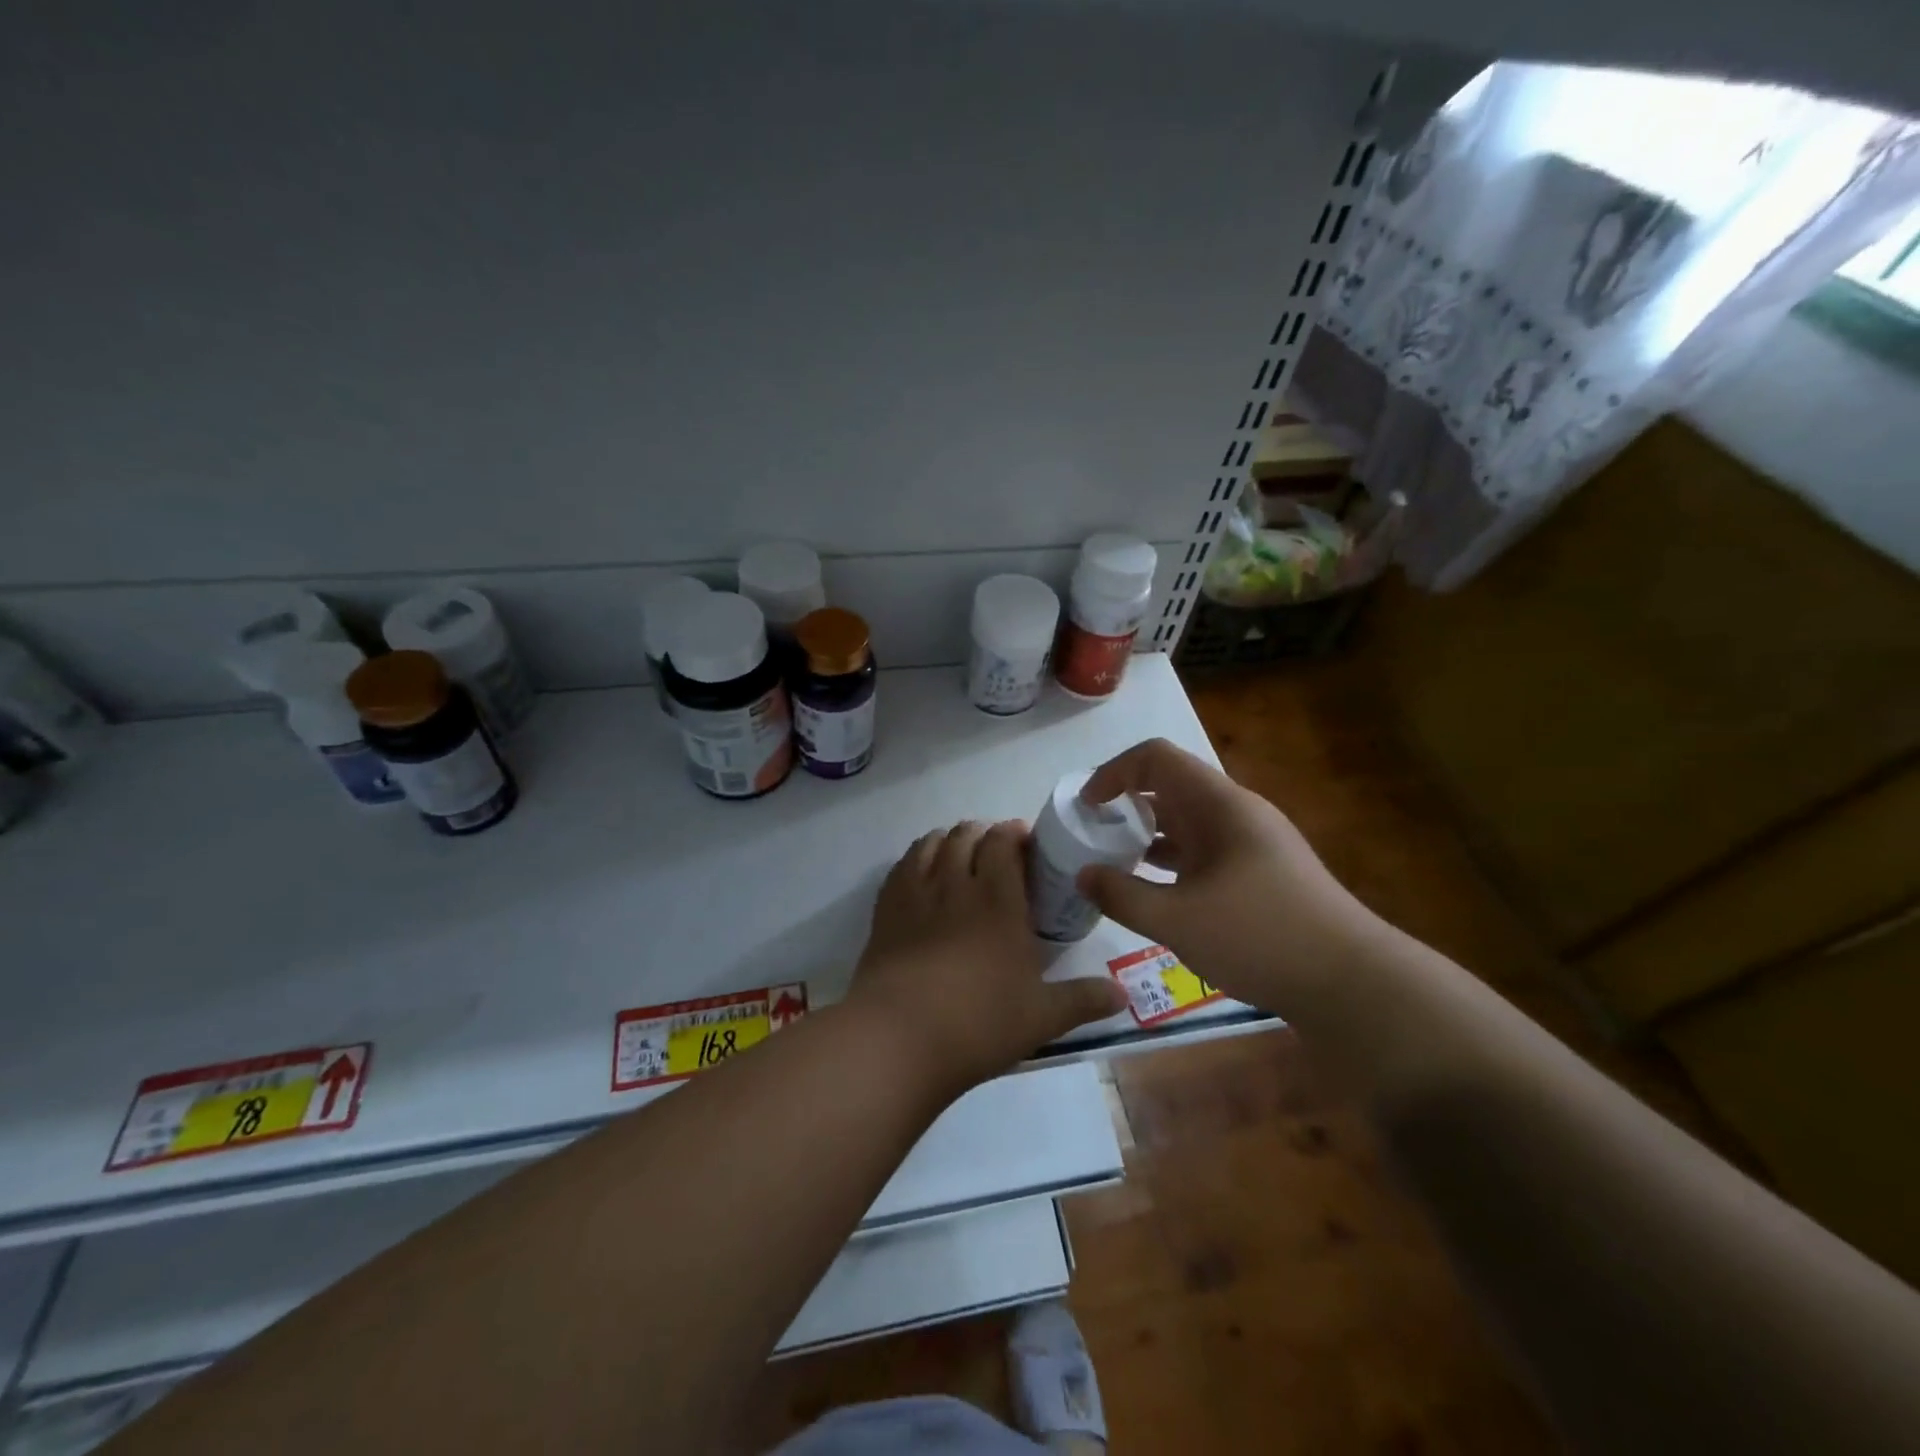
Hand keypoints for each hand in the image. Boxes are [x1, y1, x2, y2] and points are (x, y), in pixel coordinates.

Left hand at [849, 820, 1126, 1092]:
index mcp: (998, 899)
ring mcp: (915, 893)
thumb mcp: (1042, 1017)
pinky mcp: (885, 910)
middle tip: (995, 855)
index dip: (1013, 832)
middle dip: (982, 834)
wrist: (899, 1037)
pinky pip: (901, 866)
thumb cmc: (979, 1022)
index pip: (1002, 841)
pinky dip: (916, 858)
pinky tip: (922, 875)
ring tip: (958, 857)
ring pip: (930, 843)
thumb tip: (1122, 996)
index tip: (1025, 844)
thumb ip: (1084, 1000)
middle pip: (965, 834)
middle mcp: (955, 884)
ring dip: (948, 840)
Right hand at [1077, 739, 1381, 1010]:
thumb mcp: (1177, 920)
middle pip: (1170, 786)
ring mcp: (1251, 843)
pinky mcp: (1260, 873)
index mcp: (1219, 805)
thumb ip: (1121, 895)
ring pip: (1187, 821)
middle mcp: (1236, 813)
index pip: (1156, 758)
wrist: (1352, 981)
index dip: (1113, 772)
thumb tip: (1082, 876)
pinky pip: (1203, 850)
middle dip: (1125, 804)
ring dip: (1147, 834)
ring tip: (1113, 862)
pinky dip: (1171, 860)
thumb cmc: (1260, 937)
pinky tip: (1154, 892)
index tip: (1086, 807)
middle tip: (1092, 835)